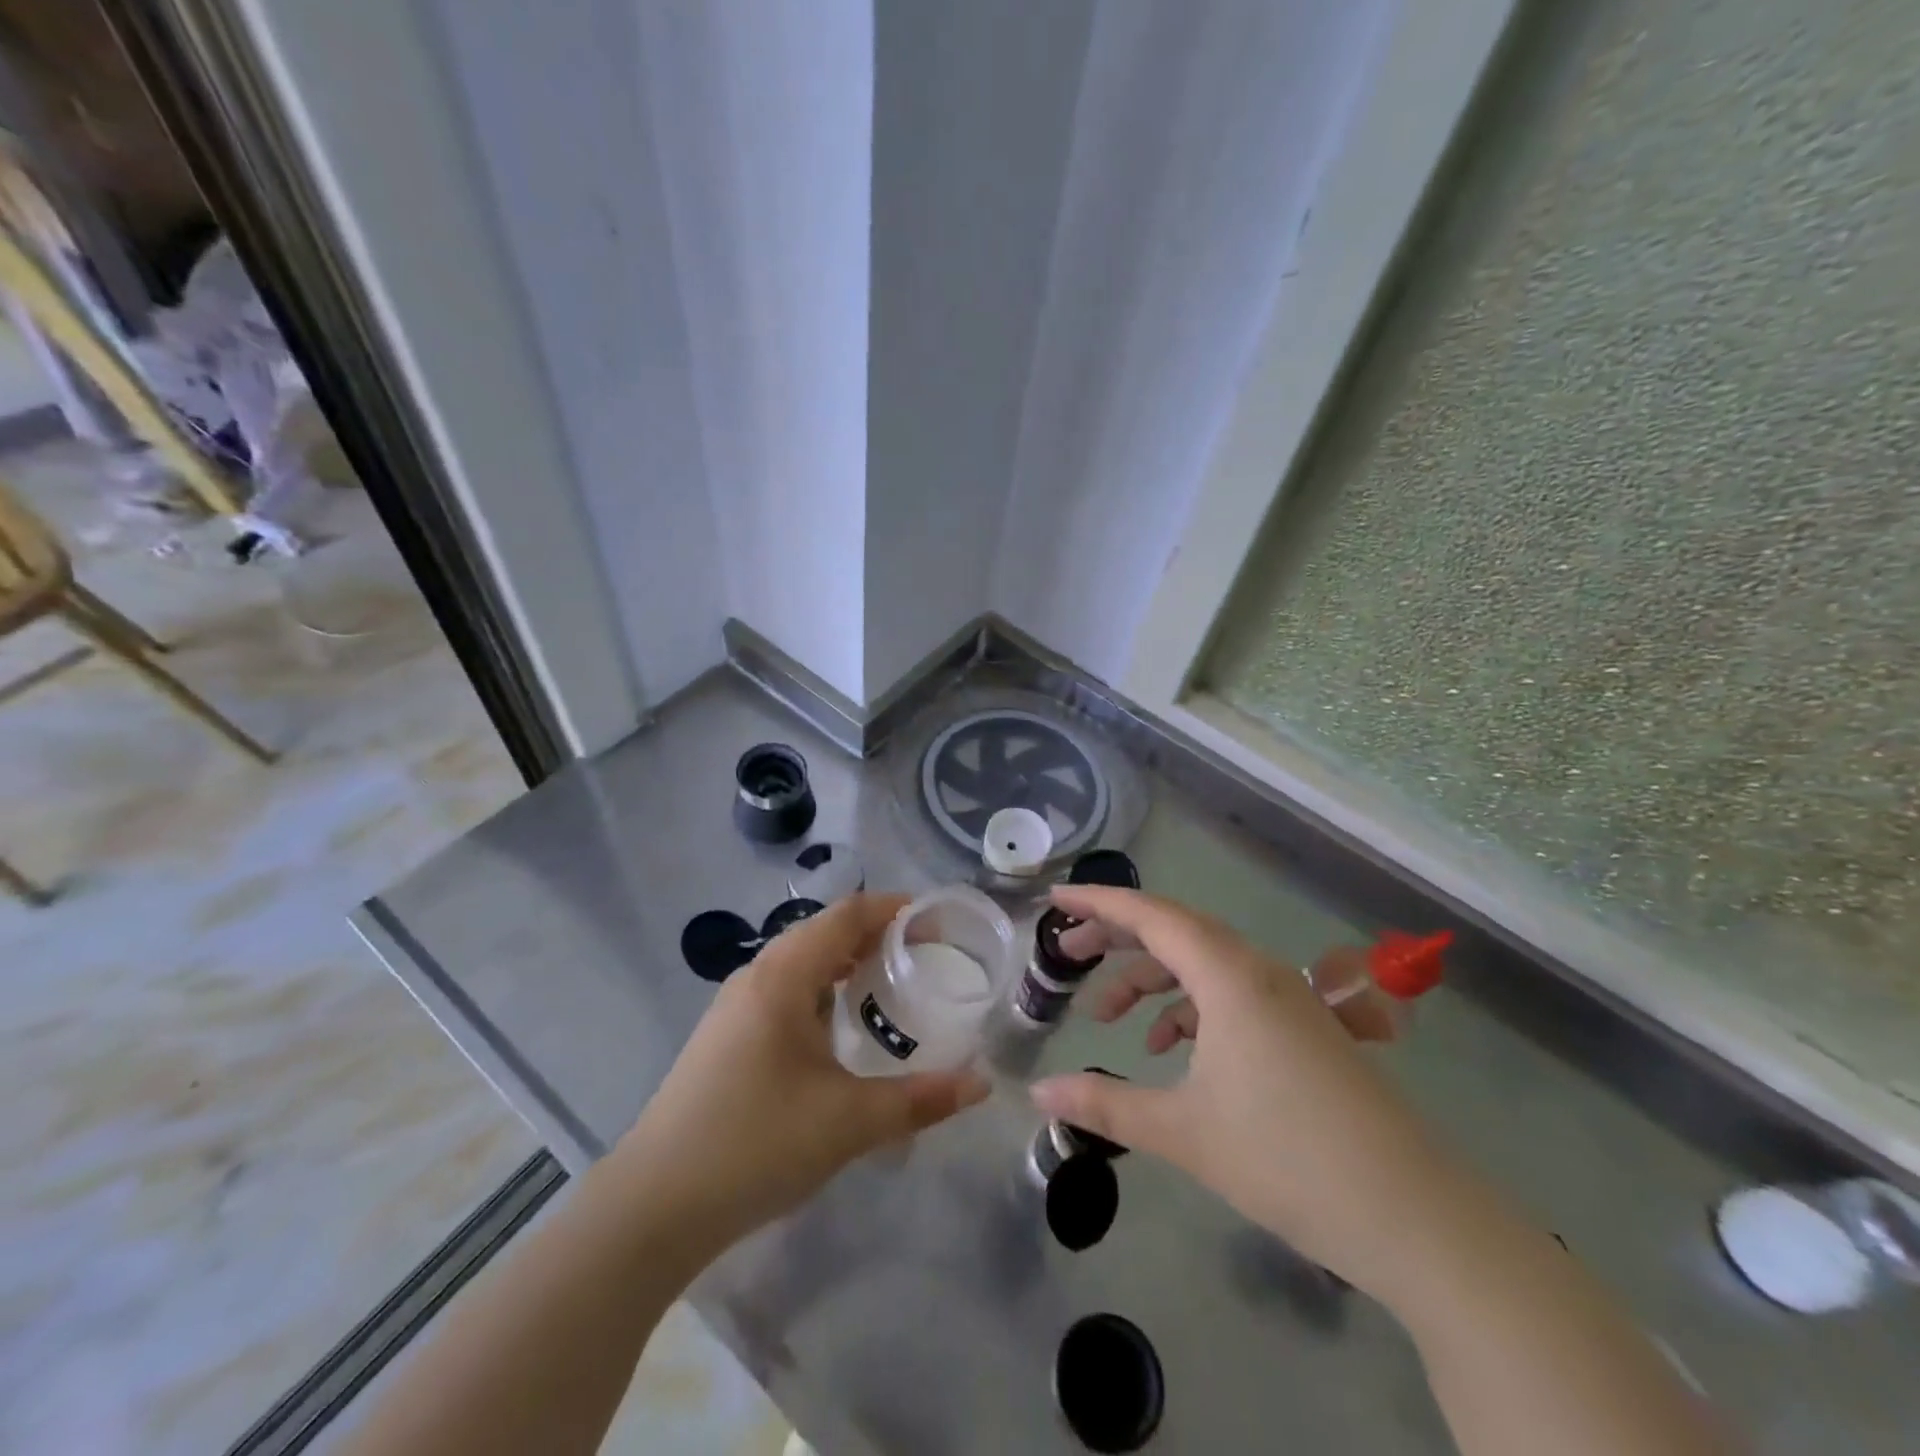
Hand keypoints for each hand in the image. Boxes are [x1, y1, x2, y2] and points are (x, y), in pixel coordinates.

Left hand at [617, 893, 988, 1253]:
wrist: (651, 1208)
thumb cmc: (754, 1145)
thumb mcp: (848, 1123)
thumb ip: (920, 1100)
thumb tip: (981, 1085)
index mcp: (783, 976)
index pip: (847, 915)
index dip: (894, 909)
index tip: (937, 922)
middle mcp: (756, 977)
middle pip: (824, 932)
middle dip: (875, 935)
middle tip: (923, 956)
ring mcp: (734, 1007)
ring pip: (801, 963)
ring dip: (845, 964)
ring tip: (889, 987)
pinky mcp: (725, 1038)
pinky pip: (784, 992)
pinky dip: (821, 993)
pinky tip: (839, 1031)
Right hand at [1033, 886, 1461, 1296]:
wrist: (1416, 1217)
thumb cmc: (1287, 1159)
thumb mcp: (1183, 1132)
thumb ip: (1104, 1106)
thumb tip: (1037, 1095)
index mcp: (1229, 976)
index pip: (1151, 915)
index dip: (1098, 901)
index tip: (1055, 898)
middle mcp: (1258, 970)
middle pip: (1174, 930)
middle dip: (1116, 938)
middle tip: (1067, 953)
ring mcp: (1286, 998)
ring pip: (1201, 964)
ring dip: (1151, 980)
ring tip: (1108, 1018)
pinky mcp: (1302, 1028)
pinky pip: (1229, 994)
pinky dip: (1188, 1008)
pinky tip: (1168, 1050)